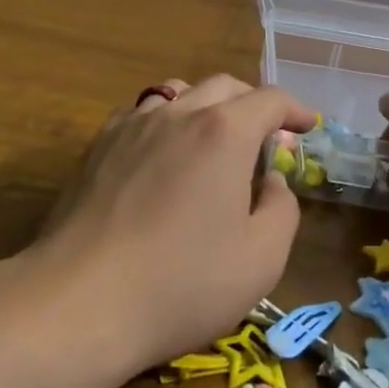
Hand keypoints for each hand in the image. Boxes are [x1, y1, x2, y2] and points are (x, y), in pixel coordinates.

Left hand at [31, 76, 316, 371]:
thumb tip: (270, 180)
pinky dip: (165, 122)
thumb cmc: (181, 283)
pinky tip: (162, 155)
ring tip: (212, 139)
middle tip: (264, 136)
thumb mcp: (261, 259)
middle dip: (252, 103)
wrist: (81, 300)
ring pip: (178, 93)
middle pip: (224, 86)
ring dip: (206, 106)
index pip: (269, 99)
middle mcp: (179, 113)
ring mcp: (132, 125)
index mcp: (224, 132)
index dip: (295, 109)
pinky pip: (141, 115)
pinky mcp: (98, 146)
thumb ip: (281, 208)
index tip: (307, 125)